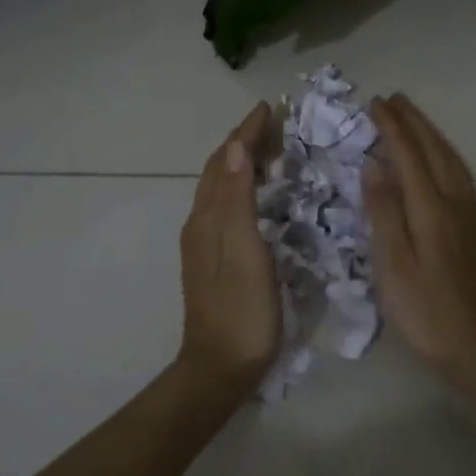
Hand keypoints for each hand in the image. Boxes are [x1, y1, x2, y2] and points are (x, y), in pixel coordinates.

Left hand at [179, 102, 280, 383]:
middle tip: (275, 123)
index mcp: (208, 217)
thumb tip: (234, 146)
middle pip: (218, 169)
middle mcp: (201, 223)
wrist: (219, 368)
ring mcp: (204, 242)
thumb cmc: (242, 310)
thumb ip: (238, 198)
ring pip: (220, 187)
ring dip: (241, 161)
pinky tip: (258, 194)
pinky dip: (241, 185)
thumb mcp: (245, 250)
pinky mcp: (213, 258)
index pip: (224, 160)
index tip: (269, 107)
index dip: (246, 131)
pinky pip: (225, 205)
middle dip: (243, 141)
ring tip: (270, 149)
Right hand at [364, 94, 475, 376]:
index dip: (392, 127)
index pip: (409, 155)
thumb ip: (384, 212)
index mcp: (431, 208)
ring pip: (451, 159)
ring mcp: (470, 213)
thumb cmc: (425, 310)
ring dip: (431, 133)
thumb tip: (375, 166)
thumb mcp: (393, 265)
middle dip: (414, 121)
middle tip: (394, 98)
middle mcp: (455, 202)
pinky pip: (459, 173)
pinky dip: (444, 153)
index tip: (376, 103)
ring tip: (413, 118)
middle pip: (434, 150)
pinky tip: (438, 158)